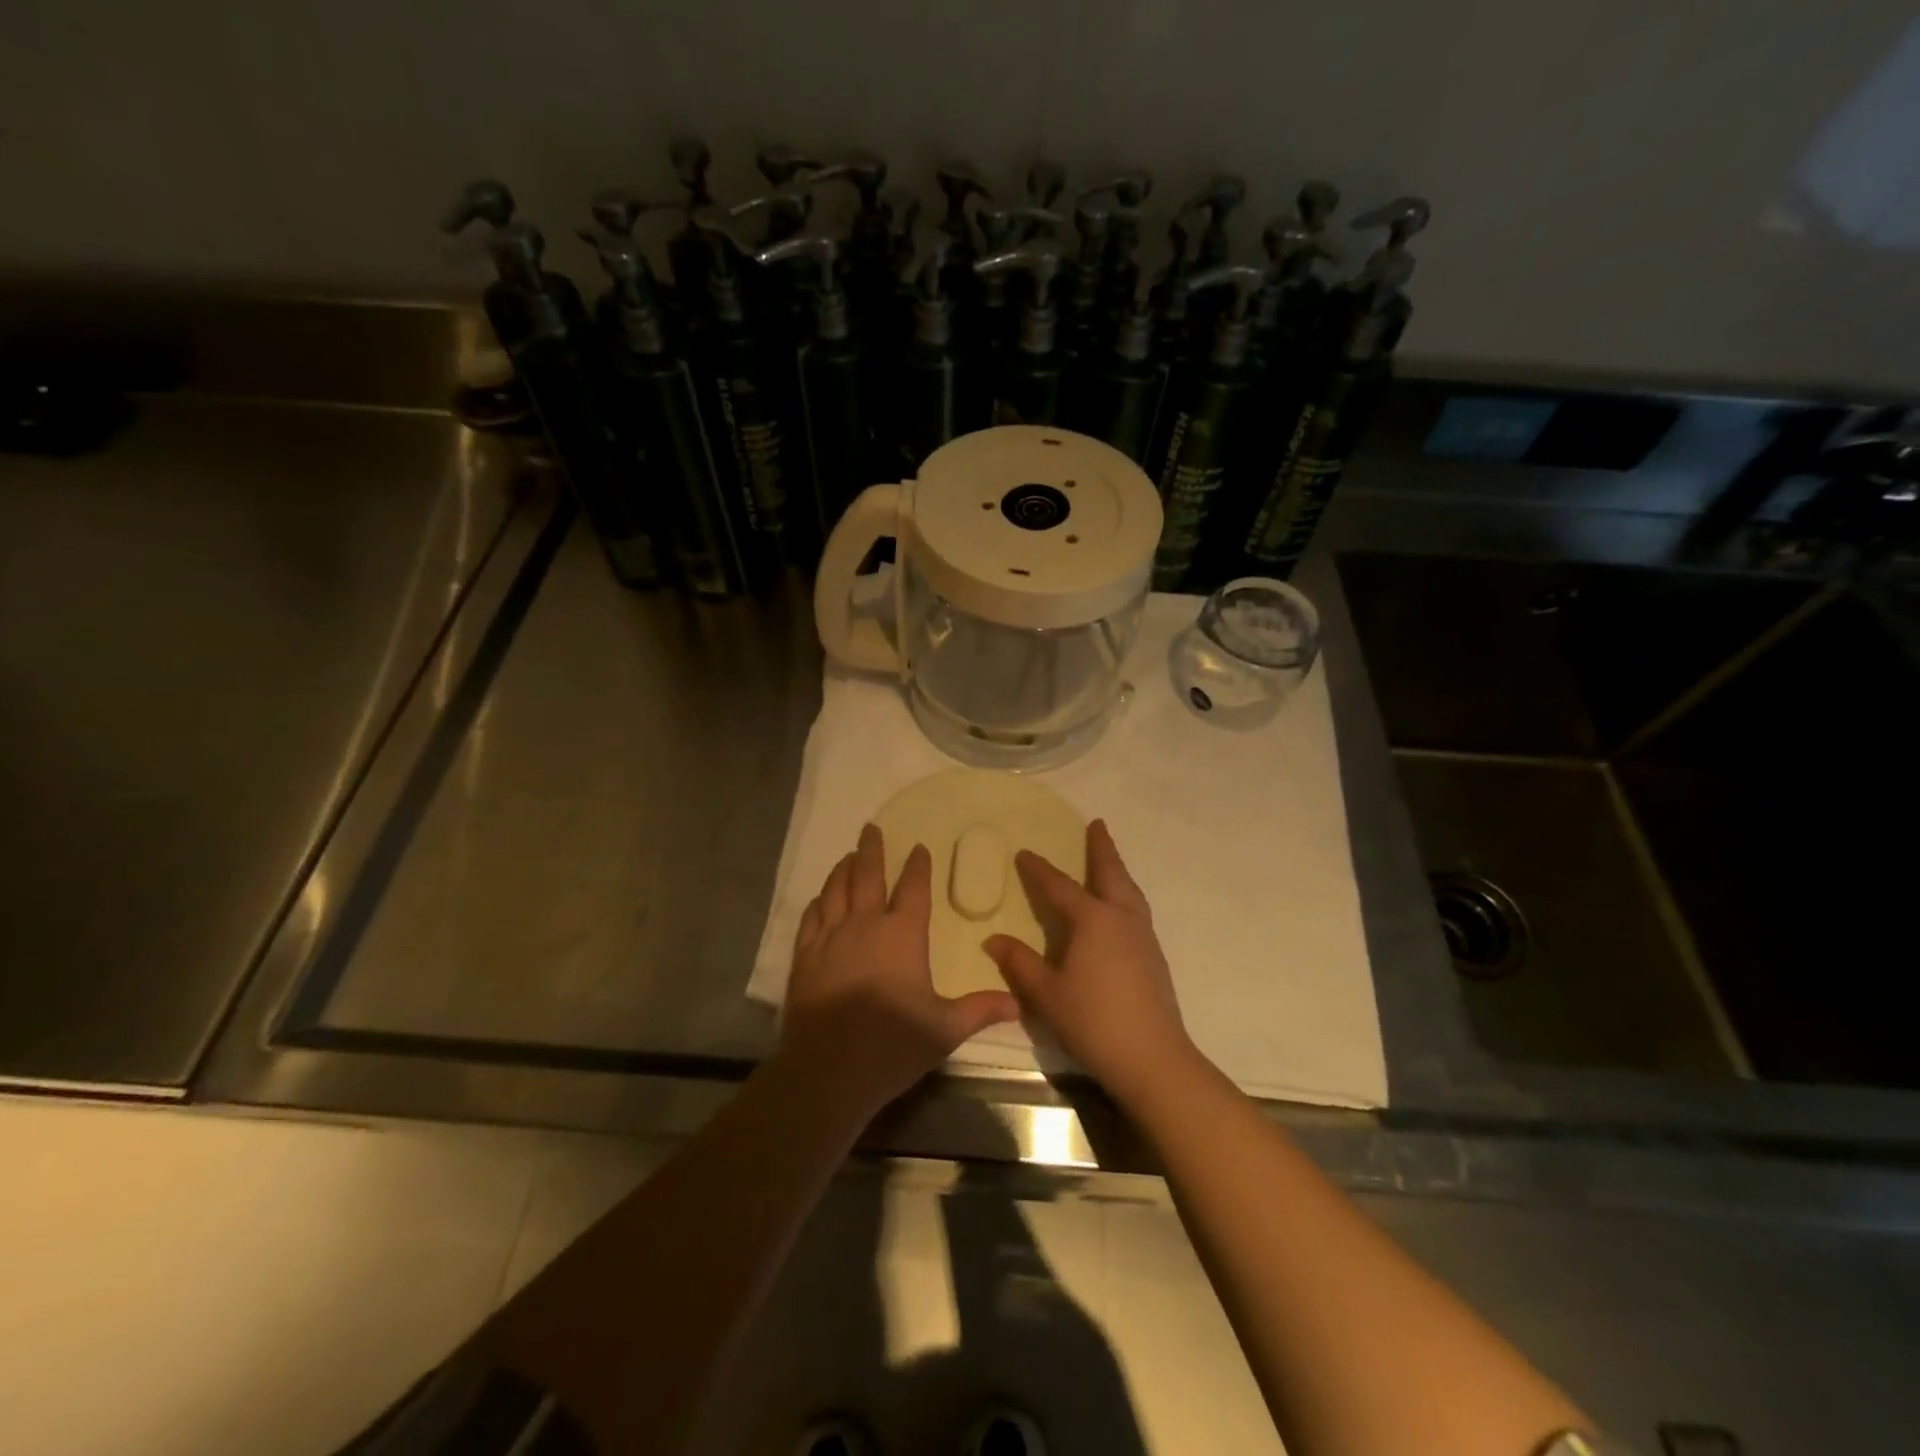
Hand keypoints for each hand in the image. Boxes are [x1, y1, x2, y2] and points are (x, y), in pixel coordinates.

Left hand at [782, 824, 1019, 1120]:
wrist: (828, 1069)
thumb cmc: (893, 1044)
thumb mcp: (945, 1028)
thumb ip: (980, 1010)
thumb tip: (1018, 1003)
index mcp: (902, 934)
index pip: (914, 888)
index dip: (918, 866)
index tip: (919, 848)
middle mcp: (865, 925)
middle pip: (868, 876)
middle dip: (872, 850)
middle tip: (871, 827)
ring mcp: (829, 938)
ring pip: (836, 890)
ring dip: (844, 870)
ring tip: (848, 856)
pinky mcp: (804, 957)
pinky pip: (811, 918)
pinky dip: (818, 902)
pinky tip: (820, 899)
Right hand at [985, 820, 1197, 1106]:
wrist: (1152, 1058)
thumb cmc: (1093, 1021)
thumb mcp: (1046, 994)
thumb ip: (1019, 963)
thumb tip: (994, 939)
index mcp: (1093, 920)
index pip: (1060, 887)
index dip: (1039, 870)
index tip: (1024, 853)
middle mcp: (1121, 918)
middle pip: (1110, 873)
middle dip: (1101, 848)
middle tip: (1097, 825)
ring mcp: (1143, 936)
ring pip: (1130, 890)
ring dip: (1117, 869)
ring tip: (1110, 860)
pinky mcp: (1154, 956)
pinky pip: (1137, 908)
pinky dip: (1126, 893)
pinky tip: (1120, 907)